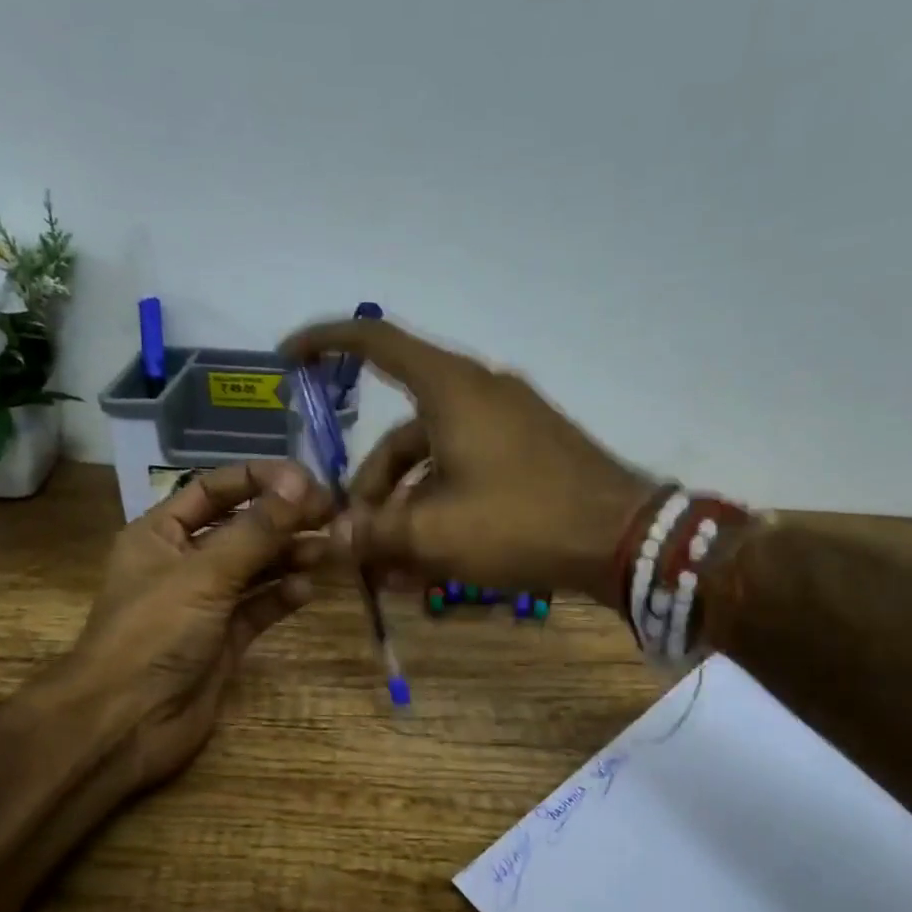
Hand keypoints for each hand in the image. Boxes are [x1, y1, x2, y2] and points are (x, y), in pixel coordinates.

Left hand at [55, 460, 333, 790]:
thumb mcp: (205, 573)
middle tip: (333, 514)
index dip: (258, 479)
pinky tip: (307, 591)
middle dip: (283, 519)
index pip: (213, 490)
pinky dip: (283, 597)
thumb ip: (256, 531)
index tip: (307, 480)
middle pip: (242, 528)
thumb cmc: (155, 634)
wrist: (127, 721)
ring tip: (330, 549)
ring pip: (256, 569)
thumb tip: (300, 484)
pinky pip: (260, 608)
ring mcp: (206, 604)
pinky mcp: (225, 640)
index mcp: (161, 534)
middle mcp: (185, 563)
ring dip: (290, 556)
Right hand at [280, 318, 656, 605]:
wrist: (623, 538)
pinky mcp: (529, 453)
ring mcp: (508, 423)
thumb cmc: (520, 522)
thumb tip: (333, 539)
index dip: (326, 344)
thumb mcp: (435, 533)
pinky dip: (443, 509)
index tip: (288, 358)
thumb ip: (375, 533)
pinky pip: (467, 474)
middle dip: (372, 489)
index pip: (376, 342)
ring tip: (393, 570)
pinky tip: (432, 563)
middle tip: (358, 542)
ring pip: (433, 462)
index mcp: (451, 389)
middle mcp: (478, 394)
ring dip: (407, 511)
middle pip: (401, 434)